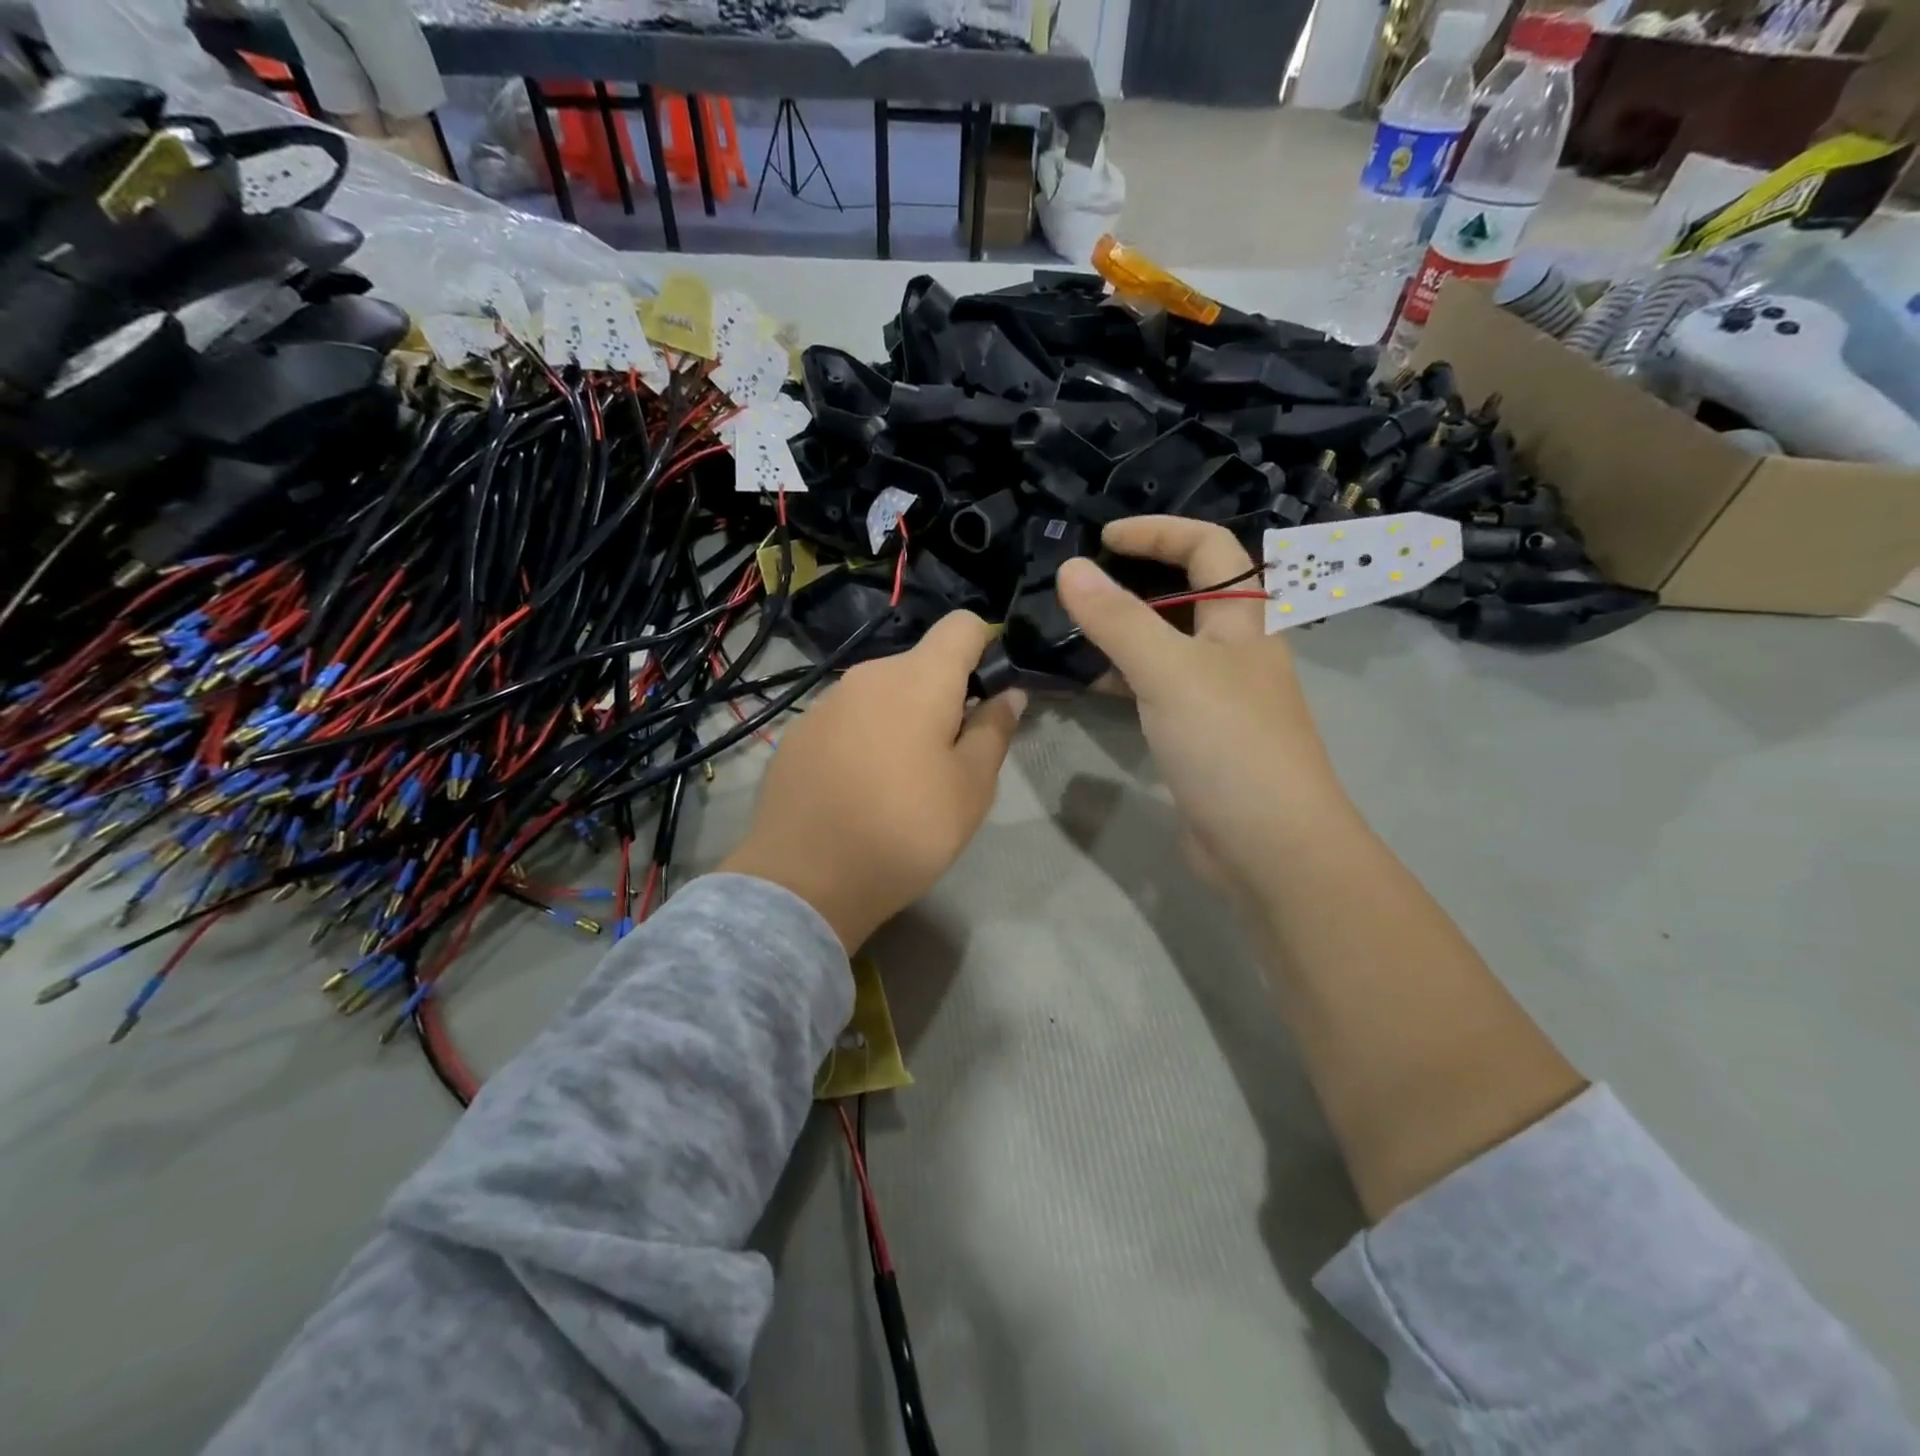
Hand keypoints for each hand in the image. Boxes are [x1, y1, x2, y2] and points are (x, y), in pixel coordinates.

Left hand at [717, 612, 1024, 951]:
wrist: (804, 879)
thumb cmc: (906, 830)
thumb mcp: (971, 788)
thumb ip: (995, 730)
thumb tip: (1009, 693)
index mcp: (918, 678)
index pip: (962, 624)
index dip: (985, 647)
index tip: (989, 694)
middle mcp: (868, 675)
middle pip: (921, 664)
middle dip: (944, 697)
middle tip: (950, 759)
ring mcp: (826, 703)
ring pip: (882, 694)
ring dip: (902, 719)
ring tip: (901, 781)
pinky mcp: (798, 734)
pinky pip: (847, 719)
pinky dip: (864, 738)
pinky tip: (858, 789)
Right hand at [1056, 517, 1350, 903]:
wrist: (1271, 848)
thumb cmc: (1230, 745)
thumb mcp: (1170, 672)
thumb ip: (1118, 619)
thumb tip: (1070, 568)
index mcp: (1245, 621)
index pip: (1209, 548)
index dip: (1159, 532)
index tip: (1102, 539)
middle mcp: (1236, 651)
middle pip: (1188, 595)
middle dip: (1136, 580)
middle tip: (1080, 588)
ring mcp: (1219, 697)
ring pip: (1168, 645)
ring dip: (1125, 632)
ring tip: (1071, 632)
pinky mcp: (1200, 737)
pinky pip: (1157, 689)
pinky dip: (1124, 678)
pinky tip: (1089, 686)